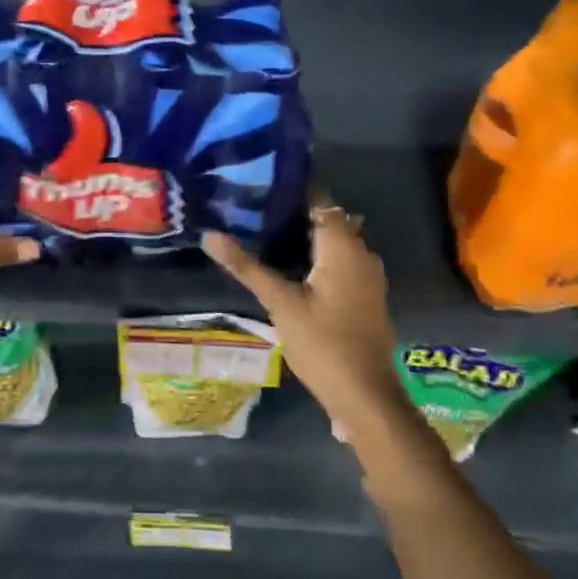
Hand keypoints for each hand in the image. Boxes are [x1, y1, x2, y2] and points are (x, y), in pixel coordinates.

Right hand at [203, 199, 402, 431]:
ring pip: (335, 242)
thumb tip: (210, 235)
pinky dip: (317, 256)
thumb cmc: (323, 344)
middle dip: (294, 211)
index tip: (259, 182)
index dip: (292, 188)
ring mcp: (367, 276)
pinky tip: (290, 265)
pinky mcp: (365, 295)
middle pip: (327, 219)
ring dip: (305, 235)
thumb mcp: (280, 303)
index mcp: (343, 247)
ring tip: (264, 231)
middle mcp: (361, 253)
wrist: (365, 396)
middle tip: (253, 206)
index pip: (320, 200)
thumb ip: (247, 267)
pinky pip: (340, 261)